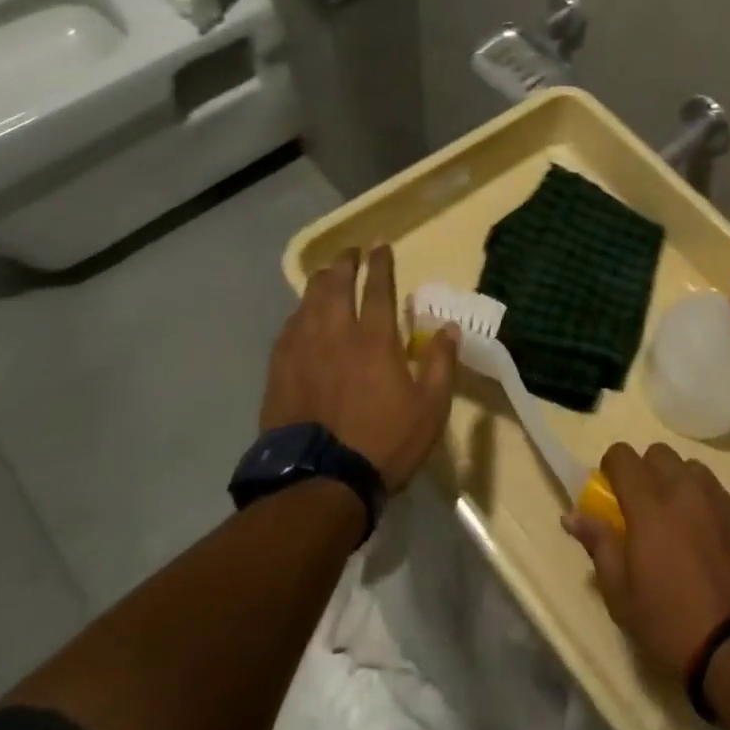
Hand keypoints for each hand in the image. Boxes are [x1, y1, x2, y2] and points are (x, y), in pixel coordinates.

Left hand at [260, 245, 459, 489]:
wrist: (319, 484)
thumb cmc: (383, 443)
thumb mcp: (430, 408)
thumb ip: (441, 364)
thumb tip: (449, 328)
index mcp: (375, 339)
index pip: (378, 287)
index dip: (380, 263)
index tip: (380, 244)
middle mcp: (336, 335)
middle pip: (336, 286)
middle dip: (344, 263)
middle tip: (350, 253)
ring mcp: (303, 352)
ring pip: (308, 303)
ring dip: (319, 283)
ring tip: (325, 274)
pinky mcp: (279, 373)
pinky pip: (288, 330)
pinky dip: (298, 314)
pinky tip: (300, 315)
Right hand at [563, 442, 729, 674]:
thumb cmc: (672, 625)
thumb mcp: (622, 596)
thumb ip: (598, 545)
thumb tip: (572, 515)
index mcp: (649, 504)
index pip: (623, 455)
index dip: (612, 465)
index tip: (611, 489)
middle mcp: (684, 489)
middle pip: (659, 454)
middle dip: (646, 471)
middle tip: (644, 508)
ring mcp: (719, 498)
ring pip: (692, 469)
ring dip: (679, 483)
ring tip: (679, 522)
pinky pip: (719, 493)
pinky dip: (707, 505)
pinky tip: (709, 541)